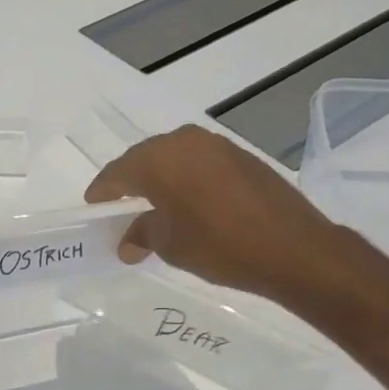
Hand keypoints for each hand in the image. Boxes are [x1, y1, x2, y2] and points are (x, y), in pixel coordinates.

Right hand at [85, 125, 350, 302]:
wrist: (294, 248)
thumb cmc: (220, 246)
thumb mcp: (171, 245)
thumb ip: (142, 234)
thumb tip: (127, 241)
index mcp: (158, 160)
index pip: (117, 172)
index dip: (102, 191)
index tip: (94, 208)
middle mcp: (184, 142)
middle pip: (144, 159)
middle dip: (130, 182)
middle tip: (122, 208)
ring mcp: (215, 144)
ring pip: (174, 157)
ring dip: (161, 178)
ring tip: (156, 205)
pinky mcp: (241, 155)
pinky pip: (200, 161)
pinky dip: (187, 177)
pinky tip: (191, 200)